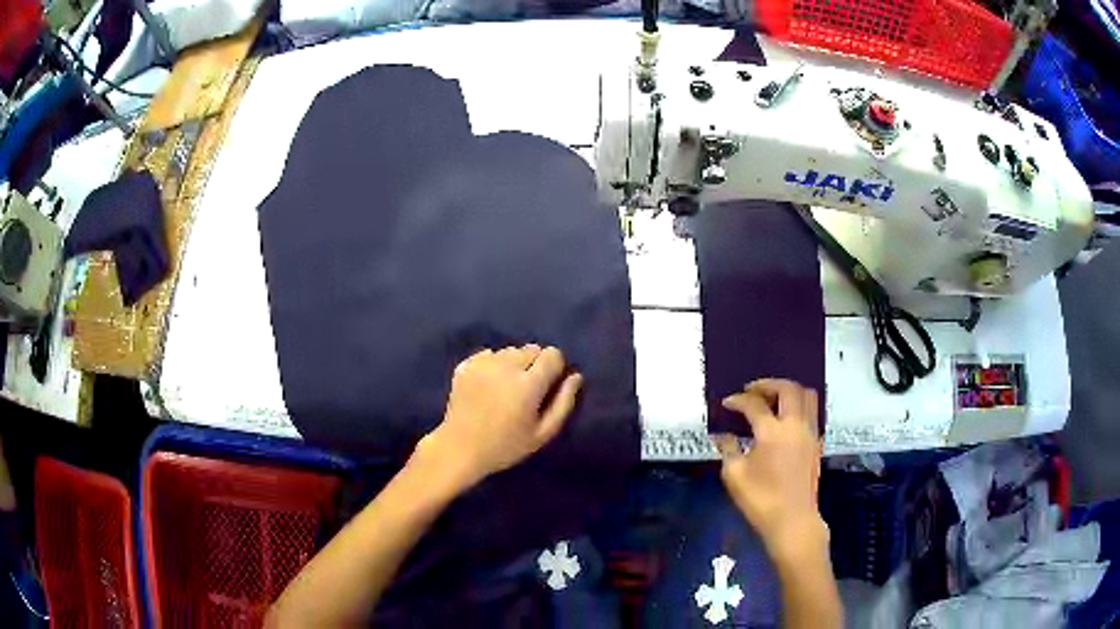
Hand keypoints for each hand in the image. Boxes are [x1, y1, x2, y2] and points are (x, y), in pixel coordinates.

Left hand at [415, 345, 582, 489]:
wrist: (460, 448)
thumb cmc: (506, 446)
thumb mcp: (542, 433)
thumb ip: (563, 403)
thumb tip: (575, 376)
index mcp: (528, 384)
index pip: (552, 354)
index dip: (555, 367)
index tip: (549, 385)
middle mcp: (506, 366)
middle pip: (531, 349)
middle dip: (535, 364)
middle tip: (527, 390)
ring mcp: (483, 364)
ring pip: (509, 351)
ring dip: (513, 363)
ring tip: (506, 387)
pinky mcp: (466, 365)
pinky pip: (488, 355)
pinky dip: (493, 365)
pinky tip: (488, 385)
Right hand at [714, 379, 826, 560]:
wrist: (792, 521)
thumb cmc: (760, 500)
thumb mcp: (734, 476)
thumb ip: (728, 449)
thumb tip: (724, 435)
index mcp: (772, 432)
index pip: (754, 405)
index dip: (738, 400)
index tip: (727, 403)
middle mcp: (795, 425)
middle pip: (788, 389)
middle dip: (768, 385)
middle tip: (752, 391)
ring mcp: (810, 433)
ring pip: (807, 396)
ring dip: (788, 391)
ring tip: (772, 400)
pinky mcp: (816, 443)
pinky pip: (812, 412)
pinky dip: (798, 407)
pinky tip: (785, 420)